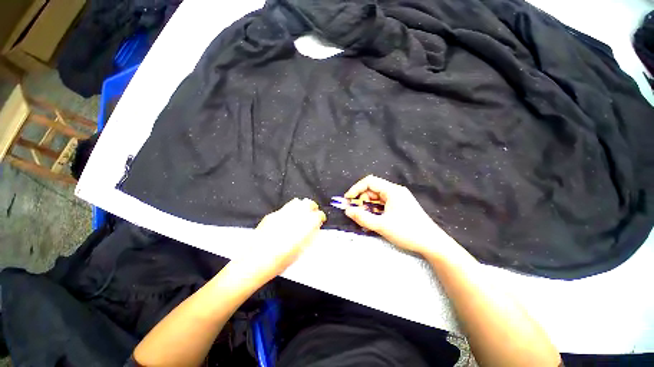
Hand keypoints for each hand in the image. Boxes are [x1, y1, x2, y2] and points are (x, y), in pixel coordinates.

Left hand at [250, 198, 325, 278]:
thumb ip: (310, 237)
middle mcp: (293, 217)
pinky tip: (288, 219)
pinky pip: (285, 208)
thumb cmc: (279, 261)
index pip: (317, 215)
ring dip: (302, 207)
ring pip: (297, 202)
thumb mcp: (300, 251)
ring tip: (302, 214)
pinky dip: (290, 210)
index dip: (321, 216)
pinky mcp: (272, 215)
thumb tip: (315, 229)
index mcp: (303, 227)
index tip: (320, 219)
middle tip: (313, 213)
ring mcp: (282, 214)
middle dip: (313, 207)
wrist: (255, 261)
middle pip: (308, 203)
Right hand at [344, 175, 456, 255]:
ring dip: (368, 207)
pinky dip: (375, 211)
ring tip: (364, 220)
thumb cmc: (407, 232)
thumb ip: (362, 217)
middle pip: (372, 190)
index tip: (347, 199)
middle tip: (355, 213)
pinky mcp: (400, 206)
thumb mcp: (381, 226)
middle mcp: (395, 191)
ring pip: (377, 198)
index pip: (369, 181)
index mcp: (392, 190)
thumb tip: (347, 211)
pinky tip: (373, 221)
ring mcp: (398, 199)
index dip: (356, 188)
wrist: (432, 243)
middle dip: (361, 200)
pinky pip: (383, 205)